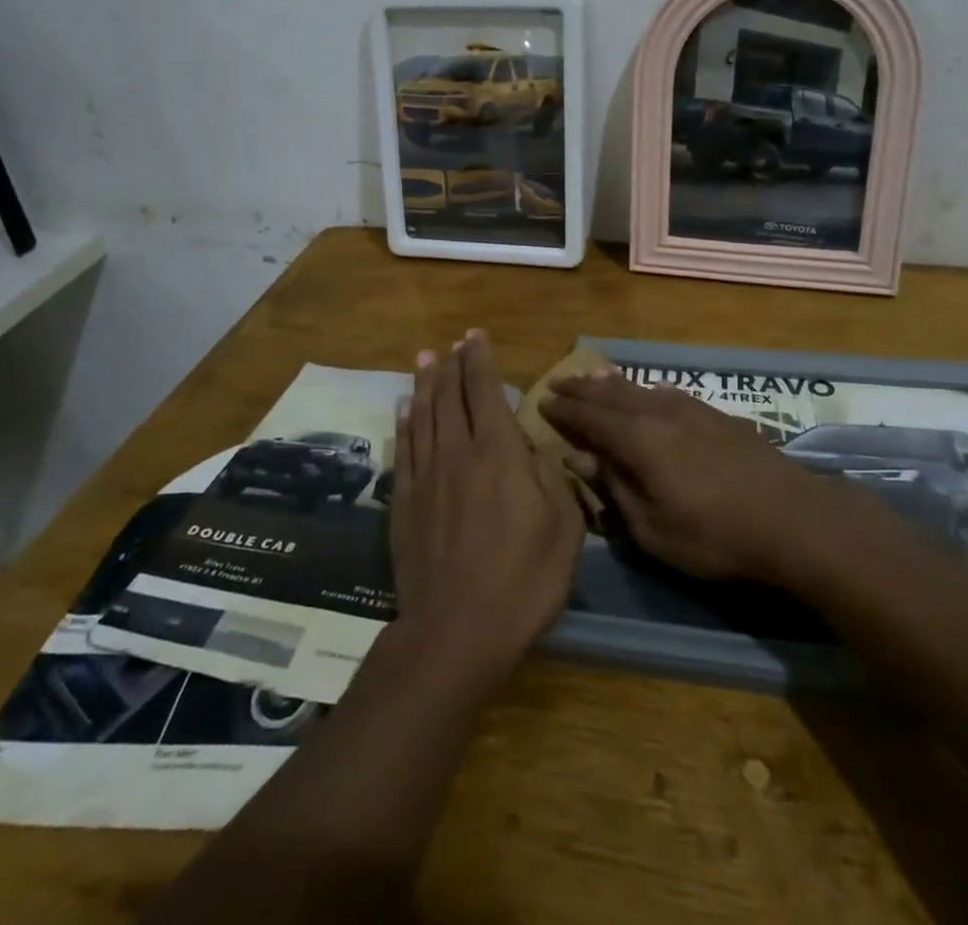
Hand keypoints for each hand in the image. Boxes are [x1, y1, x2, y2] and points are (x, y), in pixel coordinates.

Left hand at [390, 331, 583, 694]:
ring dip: (424, 383)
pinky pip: (403, 448)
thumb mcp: (564, 529)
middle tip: (452, 342)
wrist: (456, 631)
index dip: (479, 359)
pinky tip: (403, 407)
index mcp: (497, 453)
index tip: (475, 336)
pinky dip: (404, 422)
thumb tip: (533, 448)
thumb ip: (551, 478)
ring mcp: (425, 476)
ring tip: (424, 357)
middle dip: (451, 364)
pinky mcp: (404, 502)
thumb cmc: (523, 580)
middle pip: (449, 396)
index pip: (484, 391)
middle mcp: (457, 452)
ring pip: (422, 415)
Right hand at [540, 369, 822, 580]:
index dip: (566, 411)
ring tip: (594, 377)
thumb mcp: (653, 529)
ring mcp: (693, 411)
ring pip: (642, 389)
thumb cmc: (715, 535)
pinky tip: (649, 393)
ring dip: (613, 384)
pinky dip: (647, 390)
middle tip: (560, 381)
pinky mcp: (718, 416)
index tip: (543, 401)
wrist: (792, 518)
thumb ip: (615, 489)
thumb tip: (581, 458)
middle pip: (614, 395)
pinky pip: (669, 394)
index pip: (592, 418)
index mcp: (640, 440)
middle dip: (584, 389)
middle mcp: (661, 414)